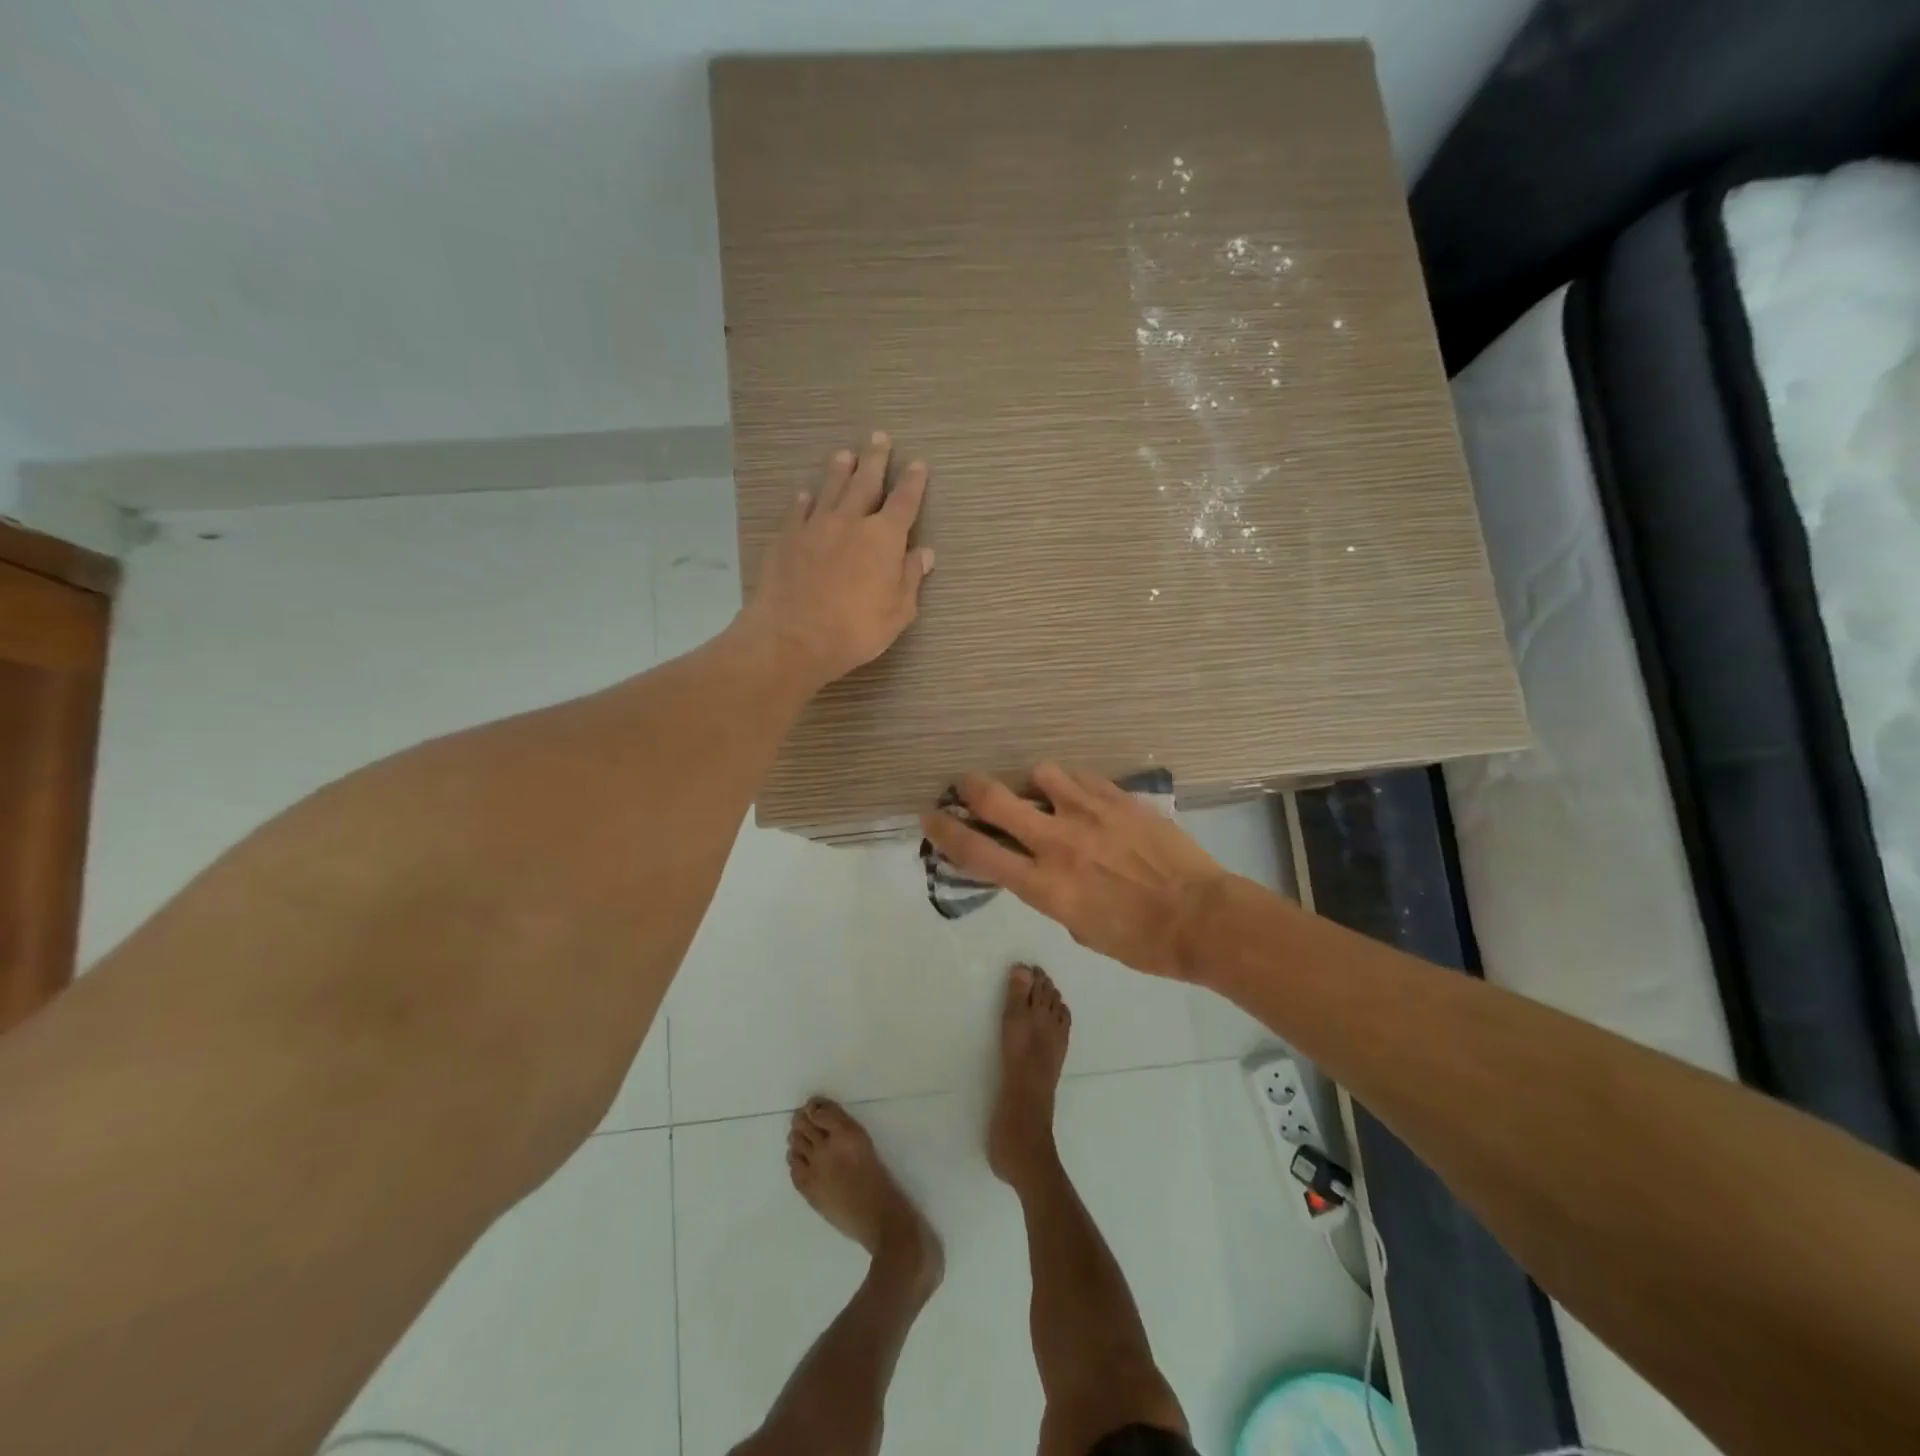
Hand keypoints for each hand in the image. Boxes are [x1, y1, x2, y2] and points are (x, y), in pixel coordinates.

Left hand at [739, 432, 933, 689]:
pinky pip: (798, 511)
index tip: (918, 465)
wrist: (793, 637)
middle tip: (879, 437)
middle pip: (865, 482)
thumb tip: (924, 553)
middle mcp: (850, 521)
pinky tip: (805, 495)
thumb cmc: (855, 629)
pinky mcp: (786, 538)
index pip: (904, 502)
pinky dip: (804, 500)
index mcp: (883, 538)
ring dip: (840, 470)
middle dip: (875, 459)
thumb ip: (910, 578)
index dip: (913, 483)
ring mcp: (815, 527)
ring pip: (830, 489)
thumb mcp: (897, 612)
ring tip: (845, 454)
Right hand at [920, 764, 1229, 979]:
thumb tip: (1041, 867)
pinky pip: (1080, 777)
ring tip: (1045, 795)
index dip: (945, 831)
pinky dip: (1070, 785)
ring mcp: (1088, 813)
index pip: (976, 852)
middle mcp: (1056, 841)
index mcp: (1043, 884)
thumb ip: (1050, 892)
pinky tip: (1082, 797)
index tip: (930, 817)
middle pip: (994, 798)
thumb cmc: (1139, 940)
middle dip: (970, 787)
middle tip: (965, 785)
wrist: (1200, 917)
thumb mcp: (1078, 926)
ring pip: (1039, 774)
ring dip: (1032, 784)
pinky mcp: (1118, 798)